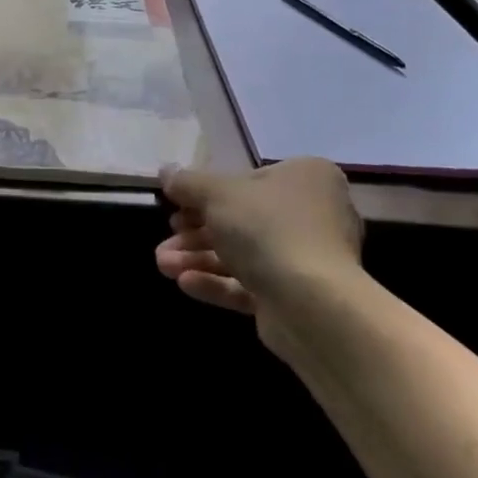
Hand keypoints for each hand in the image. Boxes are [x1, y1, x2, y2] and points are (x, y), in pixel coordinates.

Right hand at [154, 158, 362, 323]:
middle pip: (241, 219)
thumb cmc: (267, 229)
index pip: (247, 180)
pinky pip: (252, 284)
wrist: (313, 305)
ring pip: (242, 253)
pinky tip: (185, 283)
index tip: (176, 205)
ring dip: (199, 258)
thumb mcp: (217, 194)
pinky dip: (218, 282)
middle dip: (195, 233)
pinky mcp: (297, 297)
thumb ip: (188, 183)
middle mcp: (313, 214)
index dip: (206, 193)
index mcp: (306, 177)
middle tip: (166, 238)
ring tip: (163, 265)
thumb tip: (166, 171)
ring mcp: (307, 258)